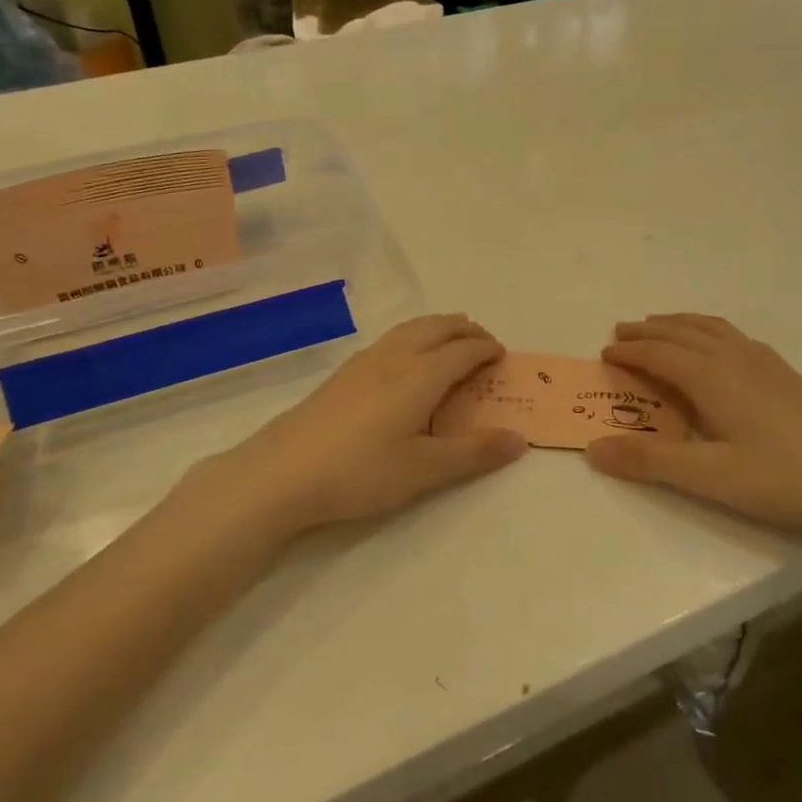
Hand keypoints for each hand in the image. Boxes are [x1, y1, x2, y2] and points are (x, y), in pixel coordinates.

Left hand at [184, 315, 525, 535]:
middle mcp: (394, 357)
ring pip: (410, 329)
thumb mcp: (424, 469)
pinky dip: (413, 337)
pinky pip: (390, 340)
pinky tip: (404, 361)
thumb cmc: (360, 471)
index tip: (502, 356)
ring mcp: (363, 362)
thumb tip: (520, 439)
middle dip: (464, 329)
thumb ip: (473, 452)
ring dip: (437, 328)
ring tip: (449, 341)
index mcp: (420, 375)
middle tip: (483, 341)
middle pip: (436, 328)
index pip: (463, 351)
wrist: (281, 473)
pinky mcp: (342, 374)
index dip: (486, 349)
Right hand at [586, 315, 801, 539]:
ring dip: (678, 324)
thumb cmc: (783, 477)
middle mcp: (735, 357)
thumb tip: (592, 449)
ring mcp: (765, 362)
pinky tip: (716, 347)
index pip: (659, 353)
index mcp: (712, 376)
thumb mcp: (709, 477)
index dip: (629, 351)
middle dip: (648, 330)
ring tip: (660, 327)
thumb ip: (649, 461)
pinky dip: (707, 330)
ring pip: (710, 328)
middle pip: (682, 332)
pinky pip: (732, 335)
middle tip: (621, 331)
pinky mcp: (785, 373)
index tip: (604, 353)